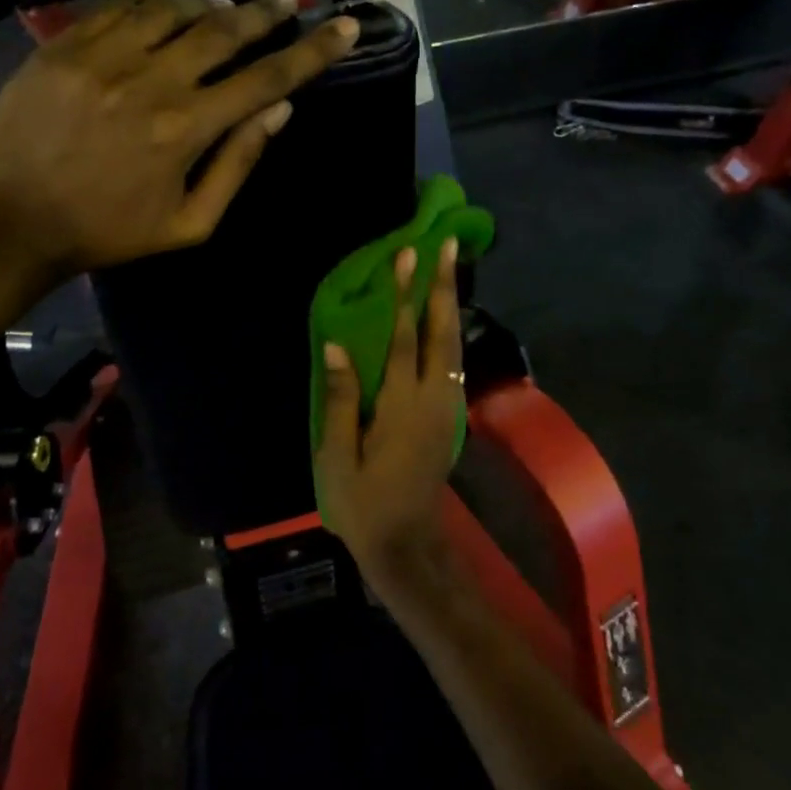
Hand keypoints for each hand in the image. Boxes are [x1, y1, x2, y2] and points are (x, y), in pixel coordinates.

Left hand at [0, 0, 358, 278]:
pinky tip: (167, 14)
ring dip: (210, 6)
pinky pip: (120, 10)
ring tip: (228, 10)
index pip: (266, 78)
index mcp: (185, 129)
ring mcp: (101, 57)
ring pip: (173, 11)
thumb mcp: (188, 224)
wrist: (14, 222)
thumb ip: (237, 165)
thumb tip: (280, 111)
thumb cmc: (109, 232)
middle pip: (224, 30)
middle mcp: (149, 81)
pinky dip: (154, 8)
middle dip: (266, 12)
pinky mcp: (63, 47)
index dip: (313, 52)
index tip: (345, 27)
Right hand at [315, 239, 463, 584]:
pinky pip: (453, 364)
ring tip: (450, 270)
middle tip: (448, 246)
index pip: (404, 338)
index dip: (405, 295)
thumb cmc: (361, 502)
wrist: (405, 543)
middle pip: (441, 333)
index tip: (408, 255)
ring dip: (451, 306)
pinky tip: (444, 319)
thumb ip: (340, 399)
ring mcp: (446, 409)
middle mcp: (432, 400)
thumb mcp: (337, 455)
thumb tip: (338, 346)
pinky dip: (450, 333)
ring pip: (453, 347)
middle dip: (444, 287)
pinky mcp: (449, 418)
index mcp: (401, 407)